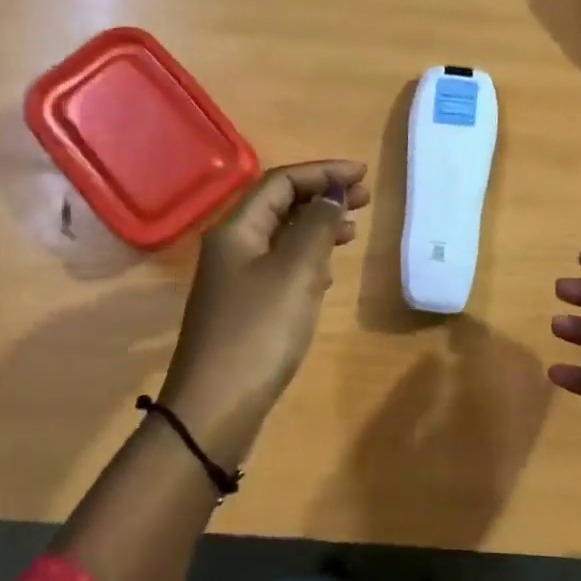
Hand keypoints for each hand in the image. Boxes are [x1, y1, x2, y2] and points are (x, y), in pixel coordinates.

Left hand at [160, 160, 368, 464]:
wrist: (215, 407)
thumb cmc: (258, 332)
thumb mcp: (295, 273)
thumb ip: (317, 227)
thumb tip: (333, 195)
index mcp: (236, 229)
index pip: (281, 182)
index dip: (323, 173)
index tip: (363, 176)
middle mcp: (231, 246)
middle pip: (279, 206)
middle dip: (322, 196)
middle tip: (365, 200)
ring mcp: (235, 279)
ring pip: (281, 237)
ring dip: (317, 228)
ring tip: (352, 232)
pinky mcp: (244, 307)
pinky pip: (279, 267)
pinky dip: (307, 259)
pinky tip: (327, 273)